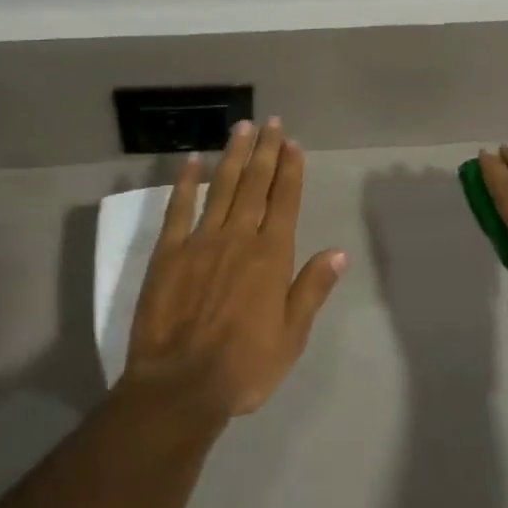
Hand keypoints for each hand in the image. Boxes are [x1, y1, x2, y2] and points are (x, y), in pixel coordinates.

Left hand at [123, 118, 347, 419]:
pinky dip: (186, 182)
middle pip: (255, 184)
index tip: (293, 143)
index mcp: (271, 256)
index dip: (290, 170)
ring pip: (221, 186)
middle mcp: (239, 237)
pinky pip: (179, 208)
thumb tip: (338, 252)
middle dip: (266, 151)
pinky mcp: (169, 251)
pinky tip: (193, 160)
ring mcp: (201, 240)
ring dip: (234, 155)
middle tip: (271, 122)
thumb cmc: (244, 367)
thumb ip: (312, 289)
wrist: (180, 385)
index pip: (284, 201)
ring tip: (243, 128)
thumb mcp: (291, 337)